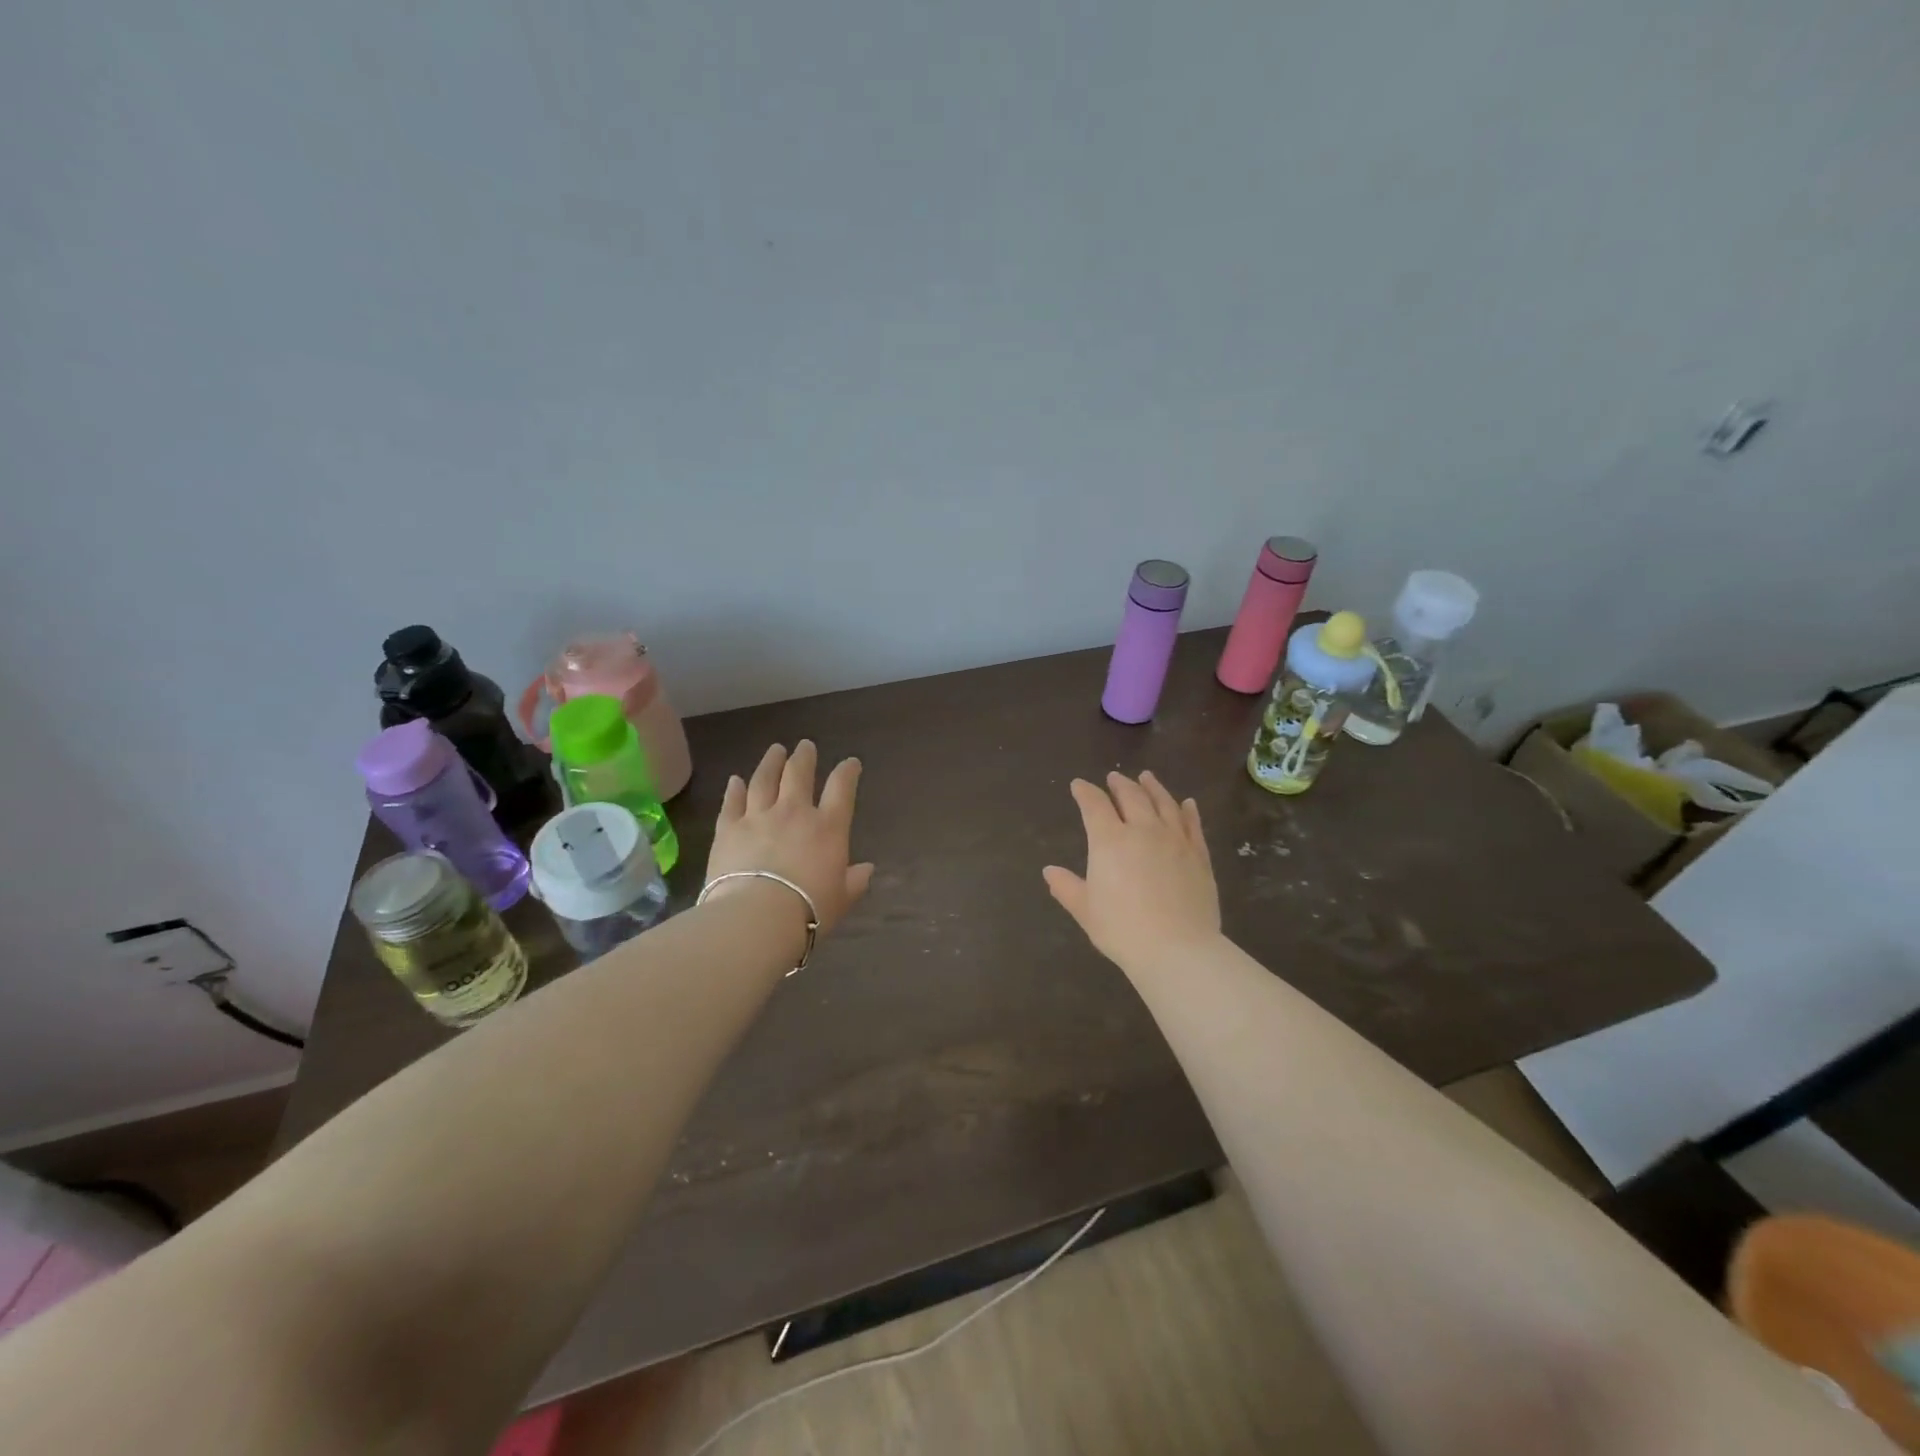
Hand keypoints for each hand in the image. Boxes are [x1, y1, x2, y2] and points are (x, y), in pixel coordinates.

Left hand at [706, 741, 874, 937]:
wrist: (757, 917)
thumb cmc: (809, 910)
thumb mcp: (842, 899)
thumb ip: (854, 881)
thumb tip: (867, 869)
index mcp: (828, 828)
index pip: (841, 789)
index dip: (847, 772)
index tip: (851, 763)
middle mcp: (794, 813)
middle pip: (799, 774)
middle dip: (804, 757)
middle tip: (805, 746)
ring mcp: (758, 817)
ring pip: (764, 780)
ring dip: (770, 763)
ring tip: (775, 750)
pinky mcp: (728, 829)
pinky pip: (732, 802)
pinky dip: (734, 789)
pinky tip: (735, 780)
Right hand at [1043, 771, 1220, 971]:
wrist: (1177, 948)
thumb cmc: (1122, 929)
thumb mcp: (1085, 910)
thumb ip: (1067, 887)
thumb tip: (1049, 871)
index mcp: (1109, 840)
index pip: (1094, 805)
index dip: (1085, 792)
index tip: (1078, 785)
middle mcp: (1143, 830)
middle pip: (1131, 796)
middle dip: (1120, 784)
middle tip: (1114, 777)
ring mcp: (1175, 840)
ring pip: (1164, 803)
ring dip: (1153, 787)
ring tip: (1147, 777)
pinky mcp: (1199, 855)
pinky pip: (1192, 825)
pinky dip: (1188, 811)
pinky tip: (1187, 804)